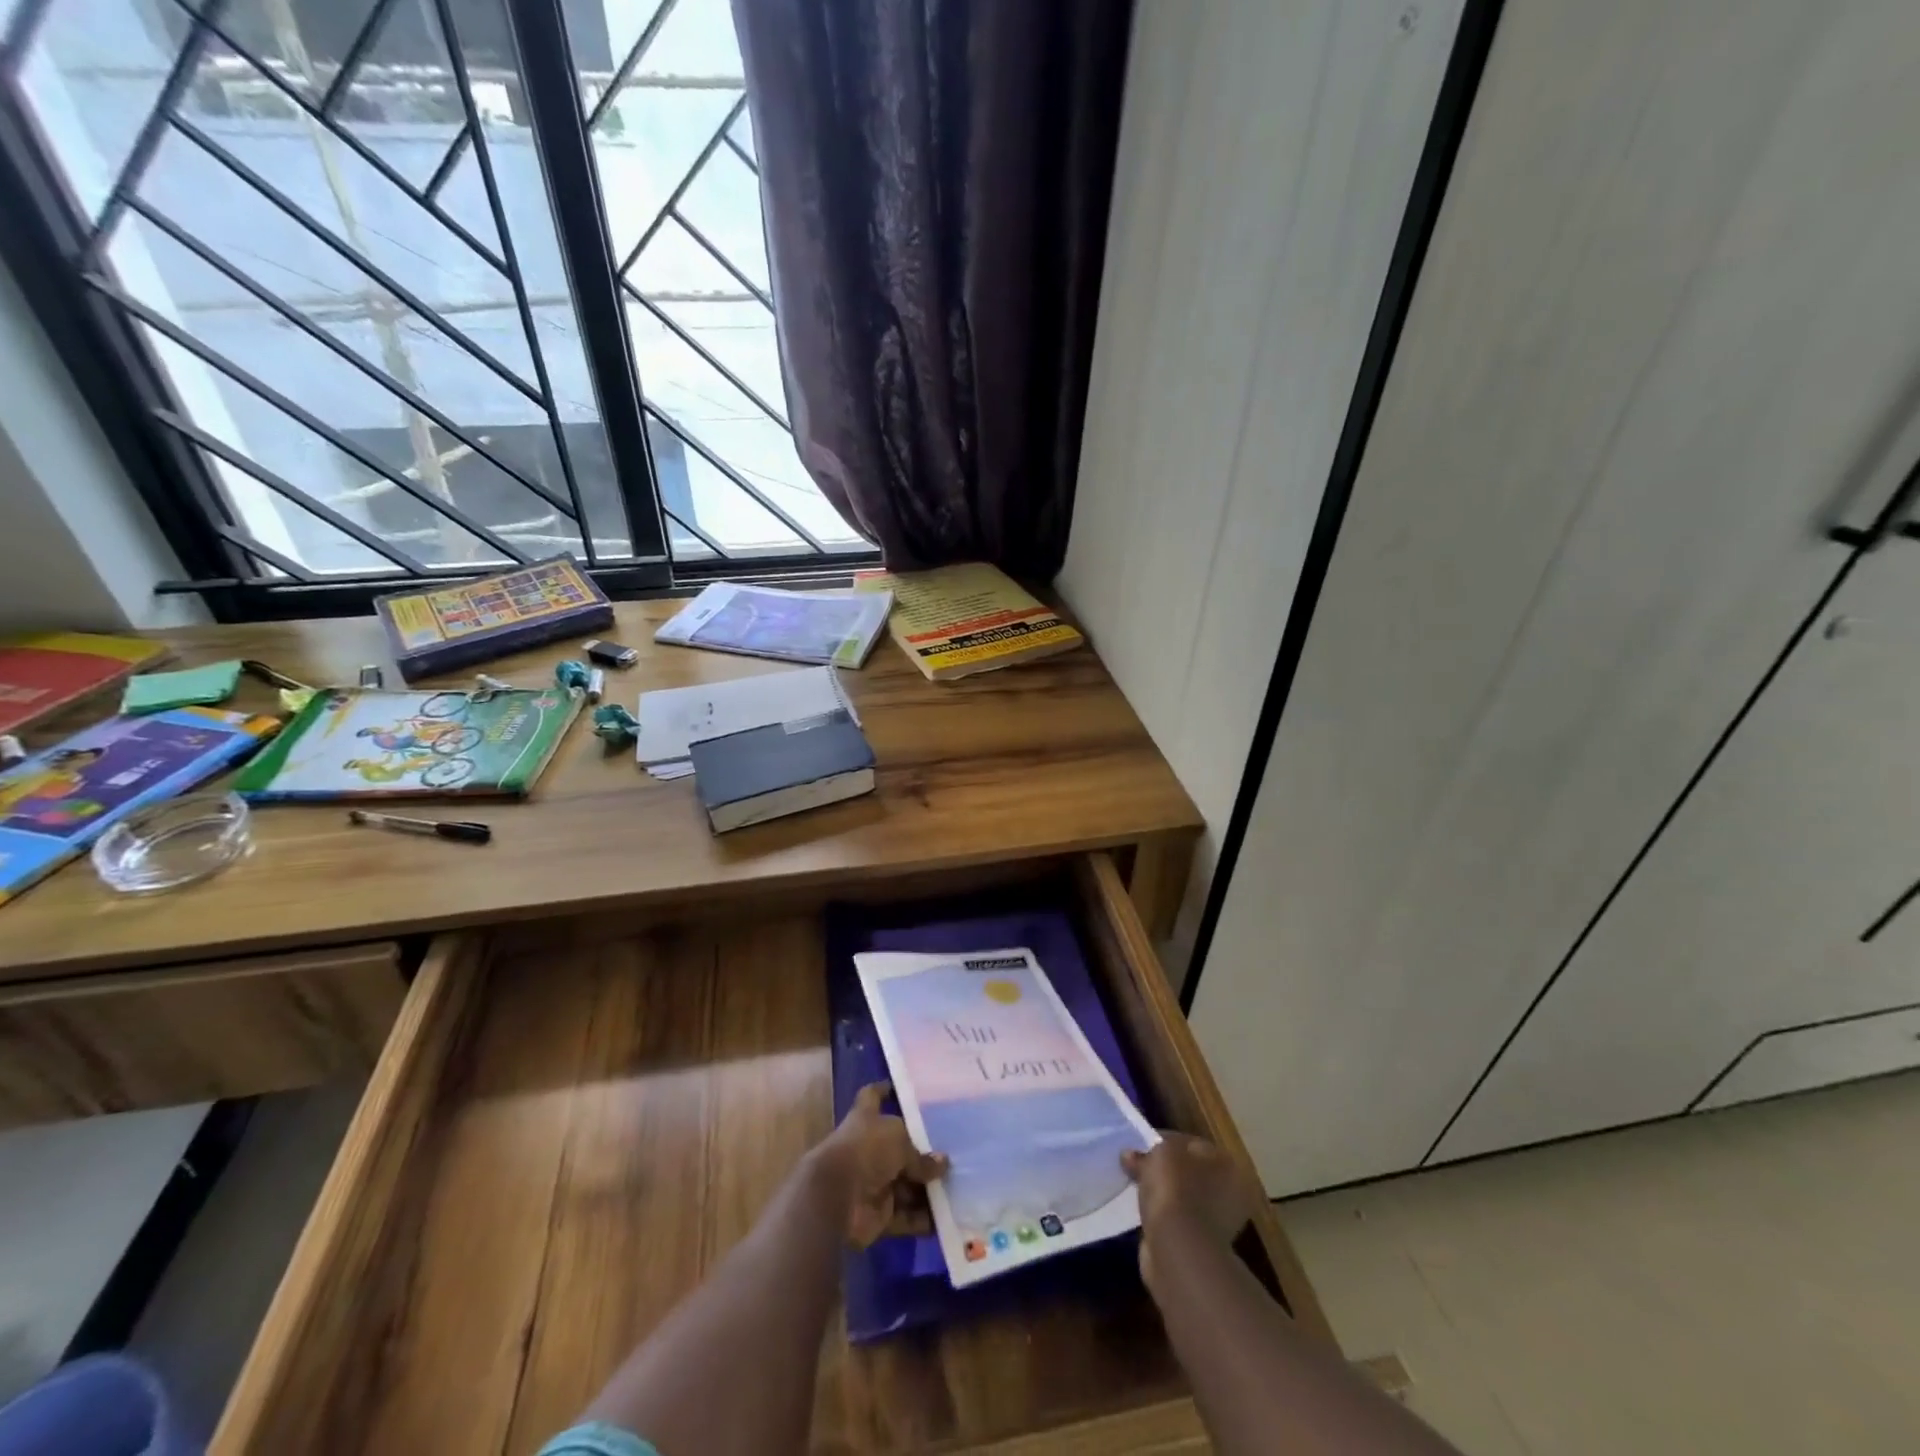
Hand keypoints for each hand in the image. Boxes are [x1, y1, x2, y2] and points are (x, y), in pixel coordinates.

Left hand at [811, 1081, 947, 1248]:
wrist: (837, 1198)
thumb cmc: (867, 1150)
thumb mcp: (899, 1140)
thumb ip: (920, 1155)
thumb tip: (943, 1164)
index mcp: (866, 1119)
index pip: (873, 1097)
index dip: (884, 1091)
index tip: (898, 1088)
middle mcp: (868, 1148)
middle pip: (897, 1148)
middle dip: (922, 1153)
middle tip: (953, 1152)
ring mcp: (872, 1182)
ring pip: (905, 1184)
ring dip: (926, 1189)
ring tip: (958, 1186)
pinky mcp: (877, 1214)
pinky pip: (904, 1216)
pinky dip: (922, 1218)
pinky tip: (948, 1218)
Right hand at [1122, 1133, 1260, 1282]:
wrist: (1180, 1250)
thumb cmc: (1176, 1190)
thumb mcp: (1160, 1154)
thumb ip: (1147, 1151)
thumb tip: (1131, 1156)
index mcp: (1227, 1164)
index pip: (1191, 1144)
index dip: (1163, 1140)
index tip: (1140, 1145)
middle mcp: (1230, 1192)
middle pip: (1189, 1171)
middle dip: (1164, 1169)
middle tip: (1137, 1167)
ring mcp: (1219, 1222)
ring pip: (1183, 1197)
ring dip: (1164, 1194)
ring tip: (1137, 1189)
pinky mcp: (1202, 1245)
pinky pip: (1178, 1220)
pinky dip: (1163, 1217)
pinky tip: (1146, 1212)